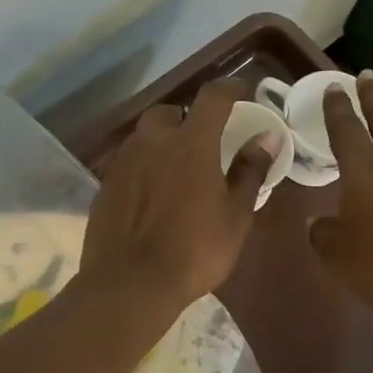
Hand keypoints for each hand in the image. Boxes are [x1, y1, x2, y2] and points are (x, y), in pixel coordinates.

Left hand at [81, 78, 273, 311]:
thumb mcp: (235, 215)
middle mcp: (152, 141)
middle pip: (170, 113)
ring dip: (163, 143)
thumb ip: (250, 170)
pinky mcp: (105, 185)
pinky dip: (144, 168)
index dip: (230, 89)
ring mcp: (123, 162)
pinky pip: (129, 163)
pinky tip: (152, 195)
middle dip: (187, 118)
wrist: (130, 284)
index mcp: (191, 142)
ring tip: (177, 171)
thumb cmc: (195, 250)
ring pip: (145, 137)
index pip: (213, 97)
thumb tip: (267, 137)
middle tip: (203, 141)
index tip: (241, 92)